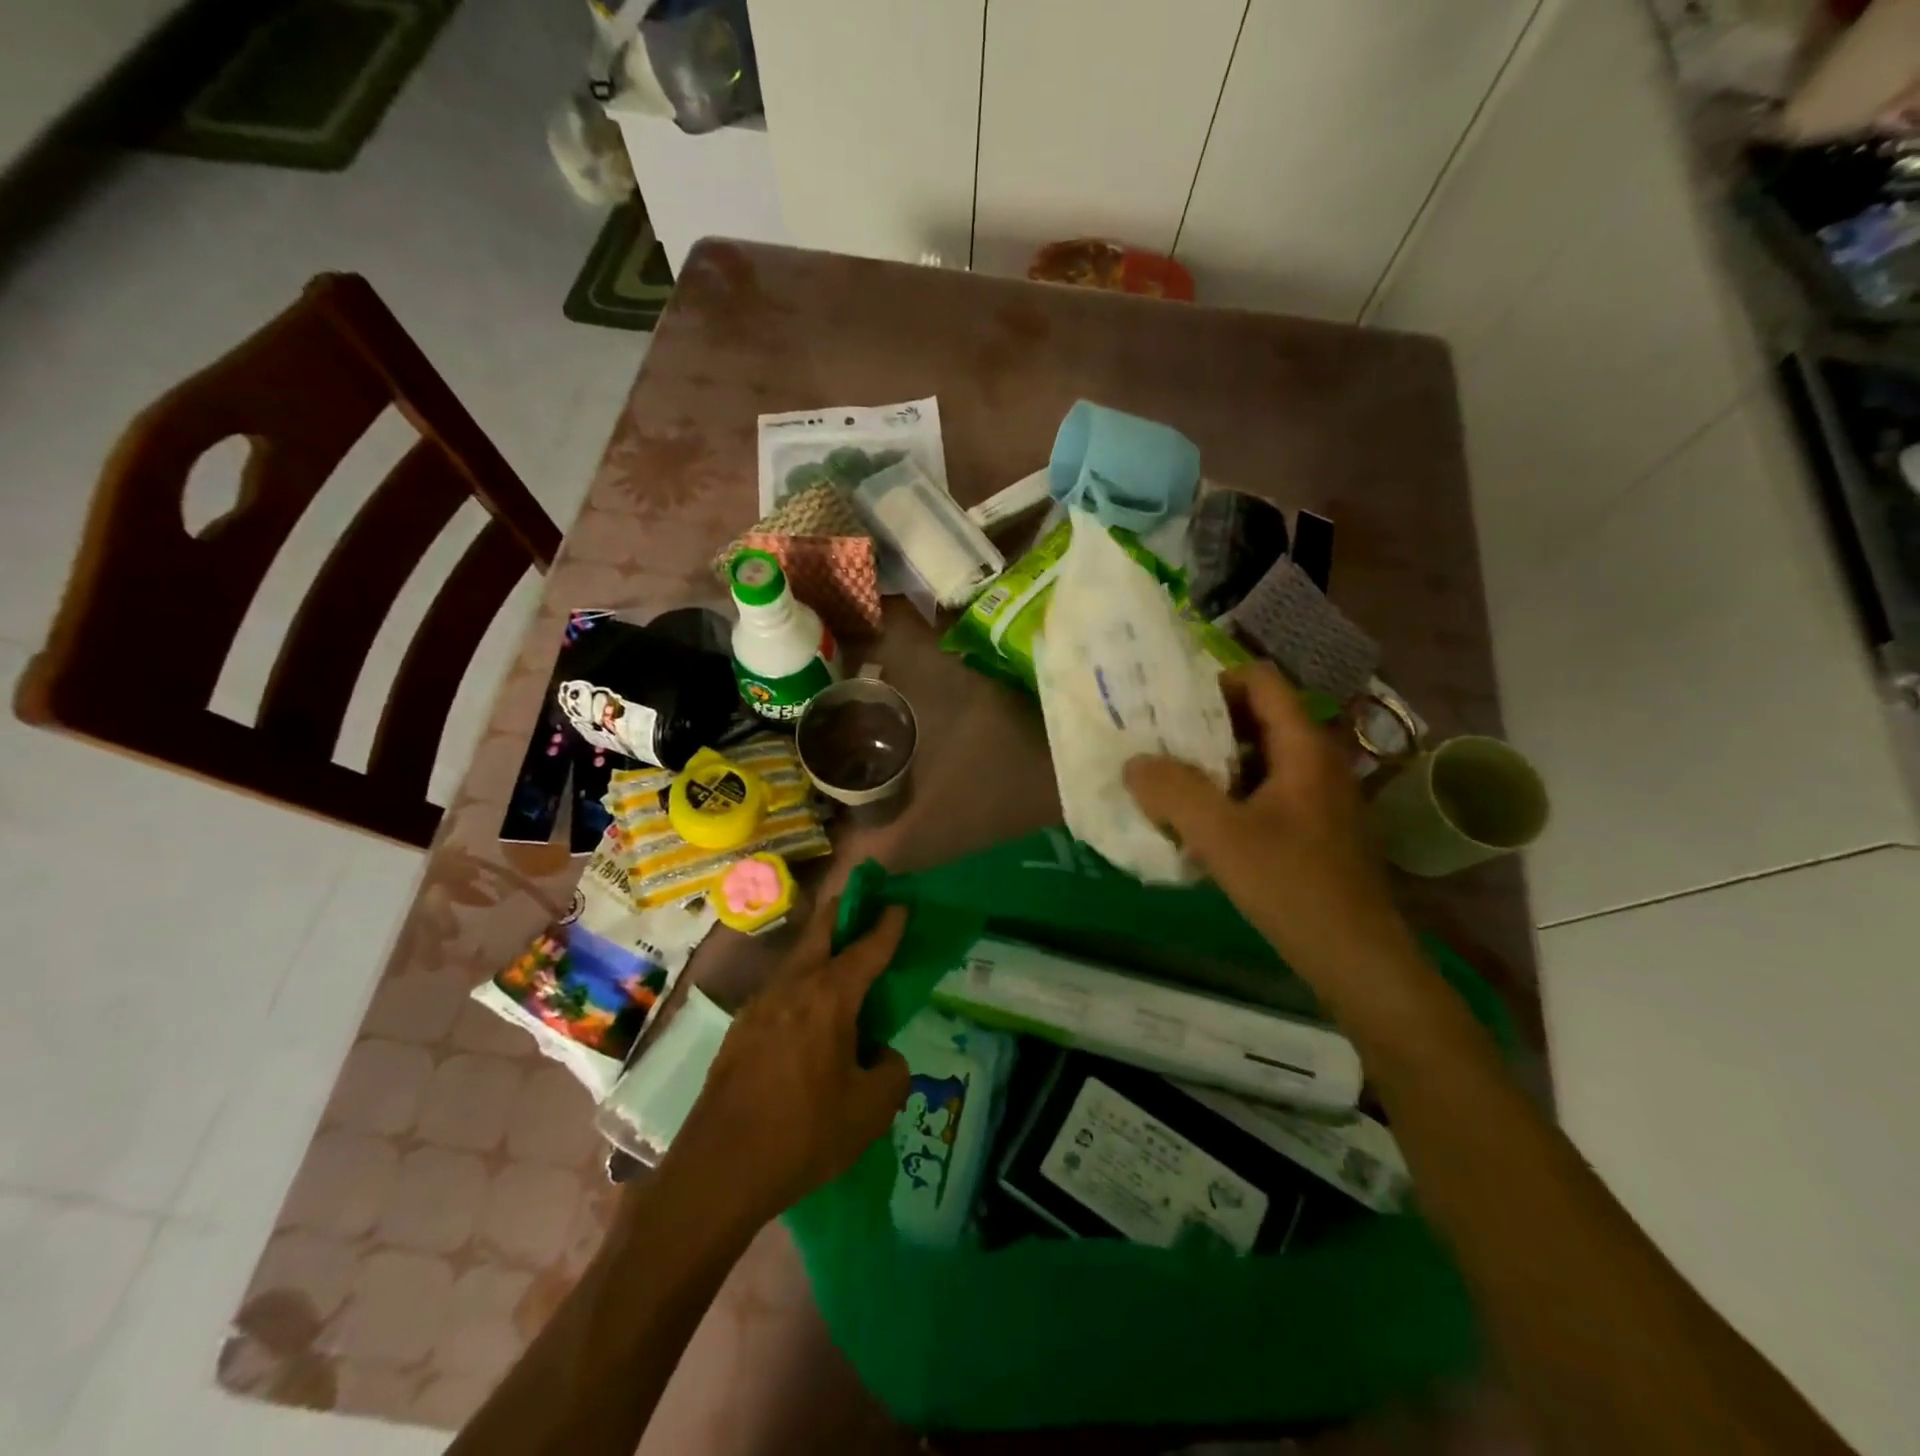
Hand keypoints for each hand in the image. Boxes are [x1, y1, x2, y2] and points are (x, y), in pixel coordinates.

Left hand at [663, 904, 910, 1229]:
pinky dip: (800, 985)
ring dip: (819, 950)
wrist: (718, 1172)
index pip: (867, 948)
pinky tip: (807, 1017)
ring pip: (795, 960)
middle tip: (862, 904)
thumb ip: (891, 1072)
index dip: (887, 925)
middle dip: (844, 912)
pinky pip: (779, 991)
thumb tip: (878, 1054)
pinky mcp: (738, 1031)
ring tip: (840, 965)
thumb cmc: (803, 1134)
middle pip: (820, 931)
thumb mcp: (870, 1111)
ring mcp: (758, 1006)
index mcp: (828, 997)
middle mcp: (791, 988)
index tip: (900, 904)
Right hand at [1125, 662, 1414, 993]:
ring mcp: (1320, 797)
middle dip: (1205, 725)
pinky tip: (1201, 822)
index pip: (1261, 682)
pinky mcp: (1316, 829)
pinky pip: (1267, 791)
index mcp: (1304, 748)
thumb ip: (1173, 792)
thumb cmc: (1291, 885)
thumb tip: (1135, 763)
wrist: (1357, 958)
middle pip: (1258, 718)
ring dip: (1215, 763)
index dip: (1214, 681)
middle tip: (1158, 740)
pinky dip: (1232, 793)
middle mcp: (1318, 762)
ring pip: (1260, 758)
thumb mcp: (1221, 836)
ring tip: (1169, 779)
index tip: (1169, 704)